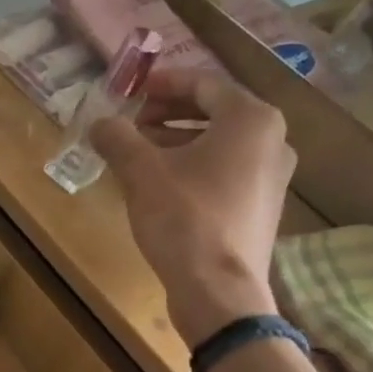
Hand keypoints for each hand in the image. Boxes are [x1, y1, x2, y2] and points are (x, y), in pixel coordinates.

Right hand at [90, 64, 295, 347]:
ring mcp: (273, 176)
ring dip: (178, 140)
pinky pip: (226, 170)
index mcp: (251, 119)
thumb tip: (99, 122)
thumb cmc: (184, 218)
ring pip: (220, 143)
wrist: (218, 288)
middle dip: (170, 112)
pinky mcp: (262, 206)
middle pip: (215, 112)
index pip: (204, 84)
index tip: (133, 90)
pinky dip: (194, 166)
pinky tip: (162, 184)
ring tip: (140, 153)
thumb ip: (118, 139)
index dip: (164, 83)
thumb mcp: (141, 173)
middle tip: (133, 122)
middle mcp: (273, 139)